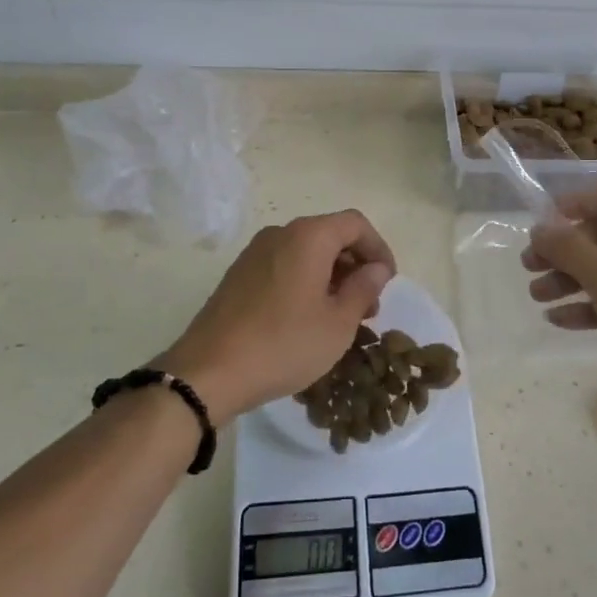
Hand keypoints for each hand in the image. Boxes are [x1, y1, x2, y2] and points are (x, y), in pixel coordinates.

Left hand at [164, 211, 396, 421]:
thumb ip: (364, 288)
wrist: (208, 372)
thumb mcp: (338, 323)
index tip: (388, 282)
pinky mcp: (239, 275)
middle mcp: (280, 234)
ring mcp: (254, 253)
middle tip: (369, 305)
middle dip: (356, 265)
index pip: (356, 224)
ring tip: (341, 317)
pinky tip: (308, 319)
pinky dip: (305, 282)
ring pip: (306, 252)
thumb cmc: (284, 344)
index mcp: (308, 237)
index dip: (379, 248)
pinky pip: (284, 266)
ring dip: (331, 276)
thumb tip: (376, 268)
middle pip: (330, 235)